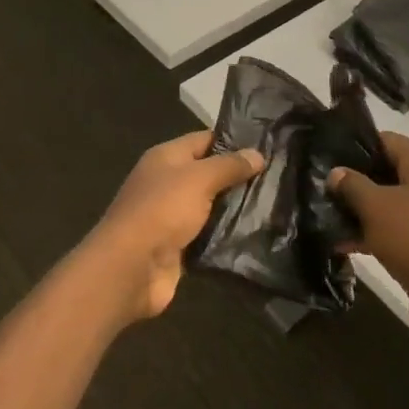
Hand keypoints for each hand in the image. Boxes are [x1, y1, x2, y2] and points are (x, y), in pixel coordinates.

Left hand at [82, 132, 263, 322]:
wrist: (131, 268)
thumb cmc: (162, 210)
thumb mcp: (199, 179)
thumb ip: (229, 166)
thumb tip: (258, 154)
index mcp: (166, 158)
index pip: (204, 140)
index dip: (233, 141)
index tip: (266, 146)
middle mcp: (167, 182)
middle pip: (208, 174)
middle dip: (239, 176)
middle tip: (277, 177)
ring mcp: (172, 216)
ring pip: (211, 206)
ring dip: (235, 208)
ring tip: (274, 204)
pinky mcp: (179, 246)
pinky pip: (208, 235)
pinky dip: (226, 235)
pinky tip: (255, 233)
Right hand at [329, 133, 408, 334]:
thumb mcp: (377, 208)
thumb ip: (353, 185)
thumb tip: (337, 173)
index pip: (387, 141)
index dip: (356, 146)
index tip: (327, 157)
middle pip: (388, 173)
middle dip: (355, 183)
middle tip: (322, 190)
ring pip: (391, 205)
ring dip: (361, 213)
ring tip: (326, 220)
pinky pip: (399, 230)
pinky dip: (375, 234)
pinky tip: (344, 246)